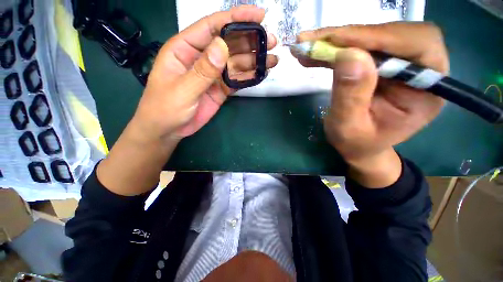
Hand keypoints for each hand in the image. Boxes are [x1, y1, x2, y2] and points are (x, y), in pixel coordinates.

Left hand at [133, 5, 277, 140]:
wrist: (169, 129)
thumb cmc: (165, 108)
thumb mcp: (182, 90)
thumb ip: (202, 70)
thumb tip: (222, 47)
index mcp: (185, 49)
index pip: (212, 27)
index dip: (235, 18)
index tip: (259, 15)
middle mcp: (202, 58)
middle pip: (229, 44)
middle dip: (250, 41)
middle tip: (271, 41)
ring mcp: (213, 75)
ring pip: (236, 63)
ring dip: (254, 60)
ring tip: (272, 60)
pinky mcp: (220, 89)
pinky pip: (236, 80)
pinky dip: (248, 77)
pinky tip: (261, 74)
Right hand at [296, 23, 448, 186]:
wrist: (358, 147)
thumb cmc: (357, 143)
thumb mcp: (349, 127)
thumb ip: (351, 95)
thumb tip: (347, 55)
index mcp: (428, 90)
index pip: (416, 45)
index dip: (376, 36)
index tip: (335, 39)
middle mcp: (422, 69)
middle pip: (393, 34)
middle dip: (351, 36)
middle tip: (313, 40)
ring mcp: (399, 64)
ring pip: (372, 38)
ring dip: (337, 41)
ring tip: (307, 47)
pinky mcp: (381, 64)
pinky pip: (359, 49)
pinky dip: (335, 49)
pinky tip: (315, 54)